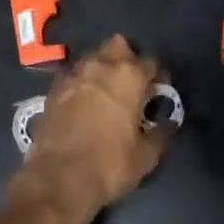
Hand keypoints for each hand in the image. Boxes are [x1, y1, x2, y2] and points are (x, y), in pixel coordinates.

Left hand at [13, 34, 171, 223]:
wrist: (58, 177)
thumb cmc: (109, 165)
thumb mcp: (146, 157)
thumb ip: (161, 134)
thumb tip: (169, 124)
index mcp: (129, 77)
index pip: (151, 62)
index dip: (157, 76)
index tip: (158, 91)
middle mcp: (101, 65)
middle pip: (118, 45)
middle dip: (127, 58)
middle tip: (131, 83)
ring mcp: (75, 73)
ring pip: (94, 56)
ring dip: (103, 67)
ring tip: (107, 91)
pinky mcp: (54, 86)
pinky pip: (75, 74)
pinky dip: (82, 82)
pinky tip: (83, 101)